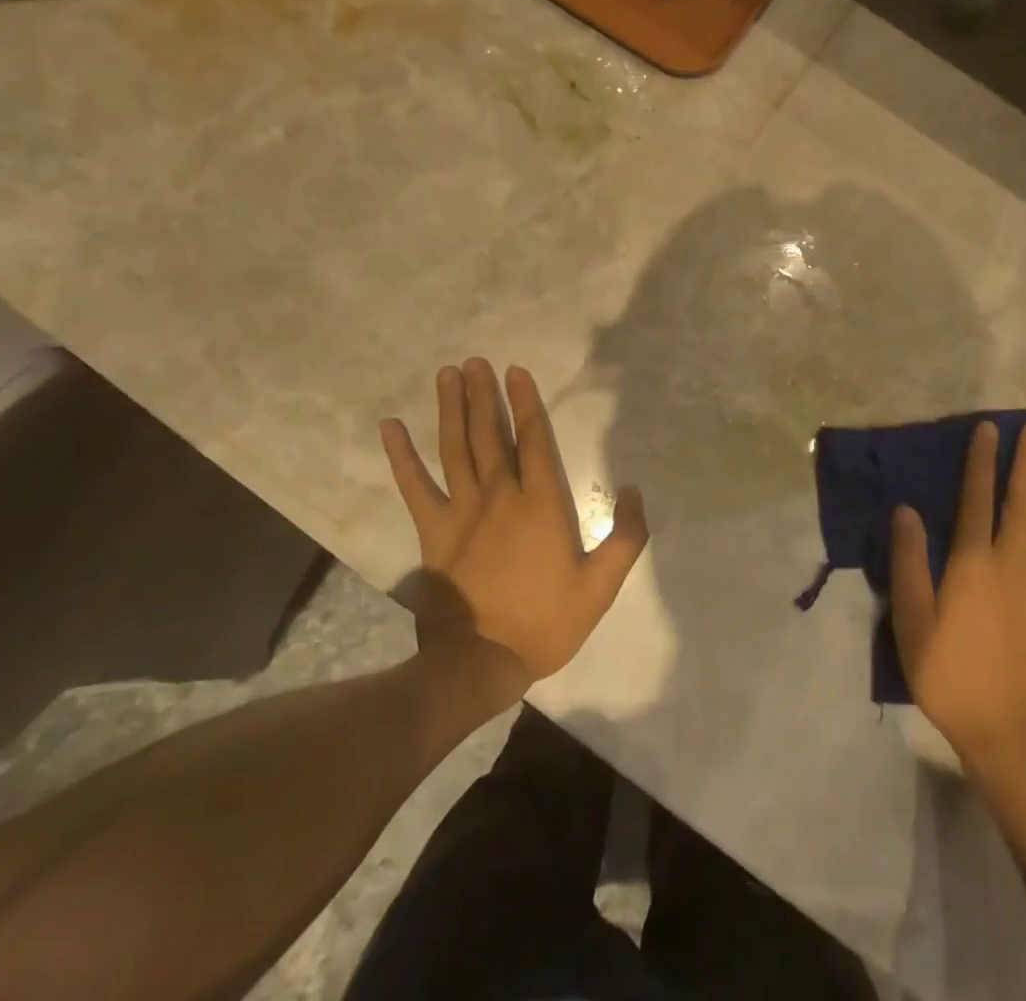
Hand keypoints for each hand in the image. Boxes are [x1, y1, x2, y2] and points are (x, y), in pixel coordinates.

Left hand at [380, 358, 647, 682]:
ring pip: (455, 447)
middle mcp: (500, 495)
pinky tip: (390, 427)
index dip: (526, 402)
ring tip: (448, 374)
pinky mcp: (433, 531)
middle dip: (484, 394)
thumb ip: (627, 536)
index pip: (532, 438)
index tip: (516, 371)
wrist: (480, 662)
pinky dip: (400, 455)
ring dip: (451, 408)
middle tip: (476, 362)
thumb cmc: (546, 622)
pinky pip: (414, 485)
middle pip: (489, 433)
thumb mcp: (601, 585)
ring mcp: (461, 510)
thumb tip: (635, 490)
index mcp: (541, 503)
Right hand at [890, 420, 1025, 762]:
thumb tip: (907, 510)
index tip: (989, 429)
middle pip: (1023, 501)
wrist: (1008, 732)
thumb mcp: (912, 620)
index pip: (977, 499)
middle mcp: (1013, 564)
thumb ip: (909, 562)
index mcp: (973, 564)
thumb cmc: (948, 673)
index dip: (982, 461)